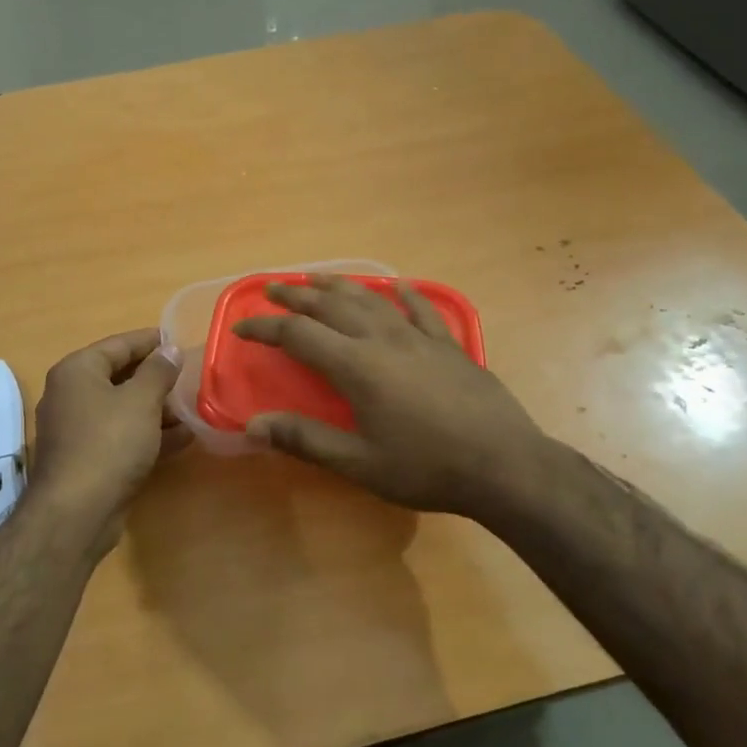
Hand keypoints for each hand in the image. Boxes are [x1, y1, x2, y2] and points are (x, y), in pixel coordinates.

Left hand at [29, 329, 185, 553]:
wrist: (77, 512)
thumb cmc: (109, 443)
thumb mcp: (141, 401)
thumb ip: (158, 371)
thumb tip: (171, 349)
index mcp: (77, 371)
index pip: (118, 344)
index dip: (150, 341)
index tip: (179, 340)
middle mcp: (71, 395)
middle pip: (120, 376)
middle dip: (156, 378)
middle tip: (191, 376)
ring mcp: (78, 429)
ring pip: (123, 409)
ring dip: (157, 408)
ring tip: (194, 407)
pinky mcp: (88, 459)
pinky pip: (123, 436)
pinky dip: (150, 434)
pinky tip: (184, 437)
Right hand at [232, 277, 546, 518]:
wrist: (504, 466)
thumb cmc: (426, 468)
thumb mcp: (358, 463)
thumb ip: (305, 439)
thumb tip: (253, 425)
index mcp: (356, 366)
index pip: (298, 335)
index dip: (265, 328)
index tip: (241, 329)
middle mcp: (383, 340)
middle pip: (331, 305)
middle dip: (297, 295)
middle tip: (272, 288)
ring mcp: (419, 338)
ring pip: (371, 300)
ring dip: (340, 286)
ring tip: (318, 277)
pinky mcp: (449, 346)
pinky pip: (422, 311)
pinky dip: (405, 295)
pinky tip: (398, 287)